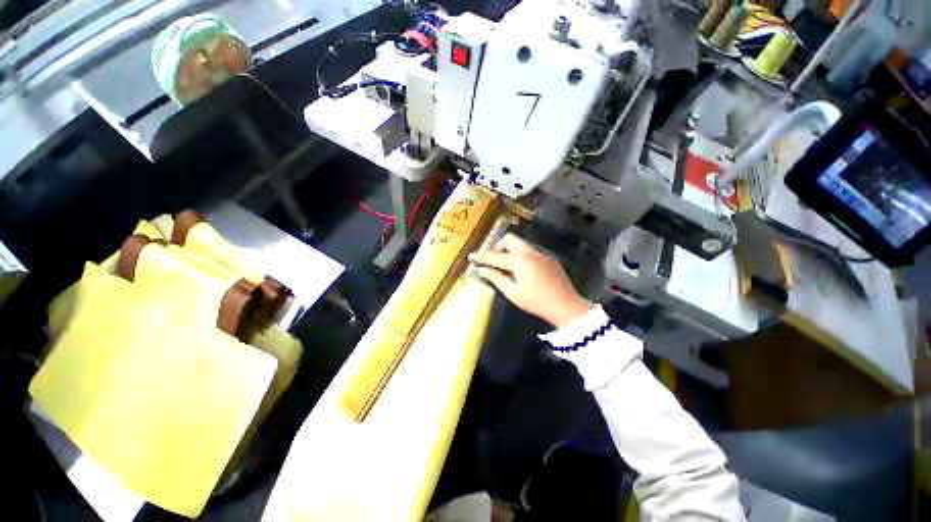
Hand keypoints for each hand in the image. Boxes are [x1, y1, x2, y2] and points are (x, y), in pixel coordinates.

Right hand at [469, 233, 592, 328]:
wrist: (566, 307)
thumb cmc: (536, 302)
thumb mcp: (513, 293)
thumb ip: (496, 278)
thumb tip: (481, 270)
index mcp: (520, 261)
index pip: (495, 256)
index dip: (481, 257)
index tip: (471, 257)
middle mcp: (530, 252)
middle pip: (509, 239)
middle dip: (497, 247)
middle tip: (493, 261)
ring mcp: (541, 254)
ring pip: (520, 244)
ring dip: (509, 251)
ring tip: (506, 268)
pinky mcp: (549, 258)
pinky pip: (530, 251)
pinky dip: (520, 256)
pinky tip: (522, 271)